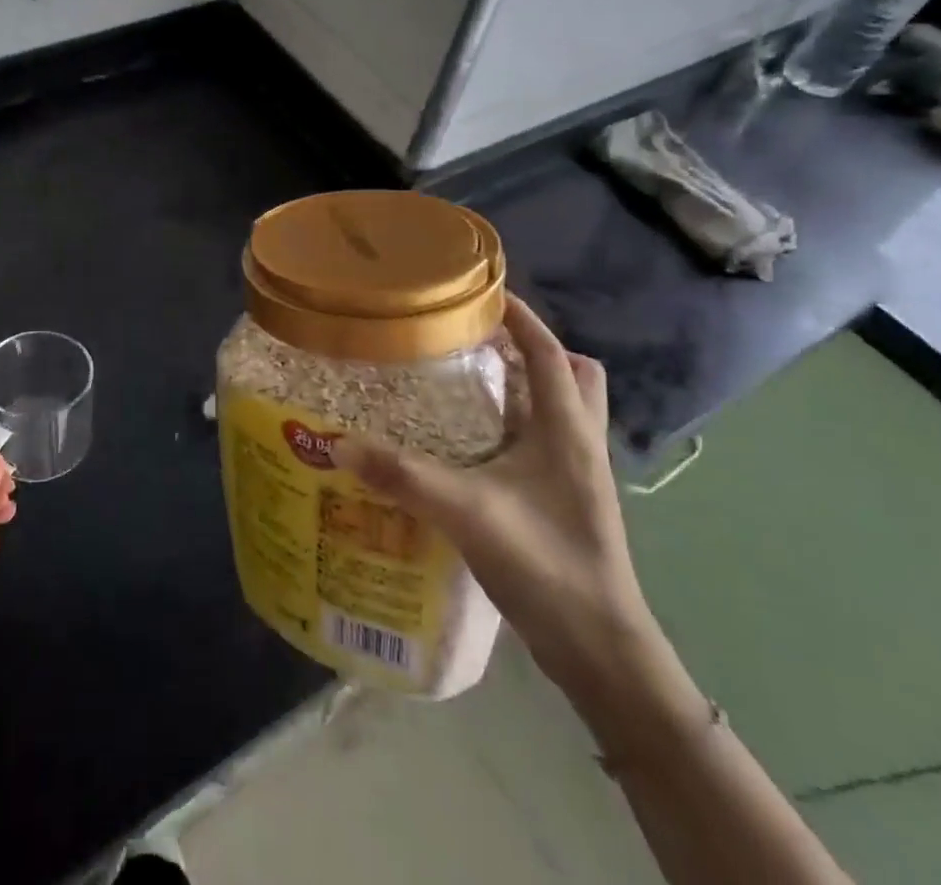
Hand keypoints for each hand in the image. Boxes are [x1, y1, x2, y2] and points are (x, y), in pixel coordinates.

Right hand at [333, 298, 655, 698]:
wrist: (601, 651)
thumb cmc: (546, 564)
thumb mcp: (467, 512)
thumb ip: (403, 476)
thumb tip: (340, 442)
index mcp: (566, 428)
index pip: (547, 351)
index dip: (520, 316)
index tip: (482, 290)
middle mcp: (581, 441)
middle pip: (570, 373)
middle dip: (532, 349)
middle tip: (478, 345)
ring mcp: (581, 473)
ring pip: (565, 407)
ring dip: (528, 386)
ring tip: (472, 385)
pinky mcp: (572, 499)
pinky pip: (551, 439)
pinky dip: (522, 424)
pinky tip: (477, 444)